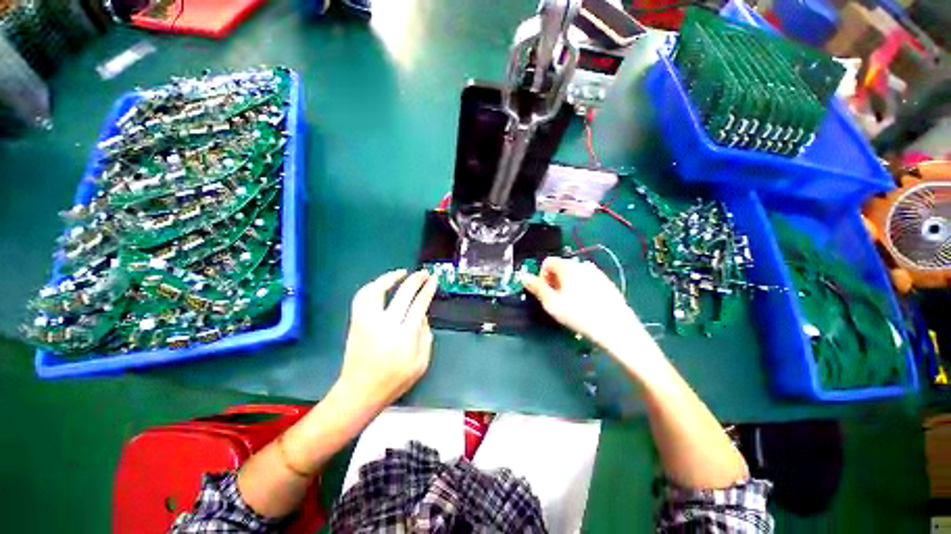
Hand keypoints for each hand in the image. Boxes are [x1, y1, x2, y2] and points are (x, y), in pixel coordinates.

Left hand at [335, 269, 437, 411]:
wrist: (360, 392)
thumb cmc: (394, 380)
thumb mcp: (421, 363)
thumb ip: (426, 336)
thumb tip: (422, 315)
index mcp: (404, 337)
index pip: (419, 305)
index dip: (427, 289)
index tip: (433, 279)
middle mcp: (385, 325)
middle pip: (402, 294)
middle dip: (416, 280)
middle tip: (424, 273)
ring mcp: (367, 322)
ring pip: (376, 291)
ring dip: (390, 278)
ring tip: (402, 273)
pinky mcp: (355, 322)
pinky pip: (362, 297)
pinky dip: (372, 286)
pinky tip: (381, 285)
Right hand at [520, 257, 647, 353]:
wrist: (616, 329)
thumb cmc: (579, 315)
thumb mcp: (552, 304)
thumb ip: (537, 288)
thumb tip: (523, 276)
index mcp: (569, 267)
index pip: (548, 261)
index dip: (541, 275)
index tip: (545, 292)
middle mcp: (583, 265)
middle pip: (561, 267)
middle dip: (554, 281)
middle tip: (556, 300)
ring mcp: (598, 273)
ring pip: (574, 274)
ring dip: (567, 285)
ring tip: (570, 304)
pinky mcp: (607, 283)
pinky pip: (587, 280)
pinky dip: (581, 288)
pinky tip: (585, 305)